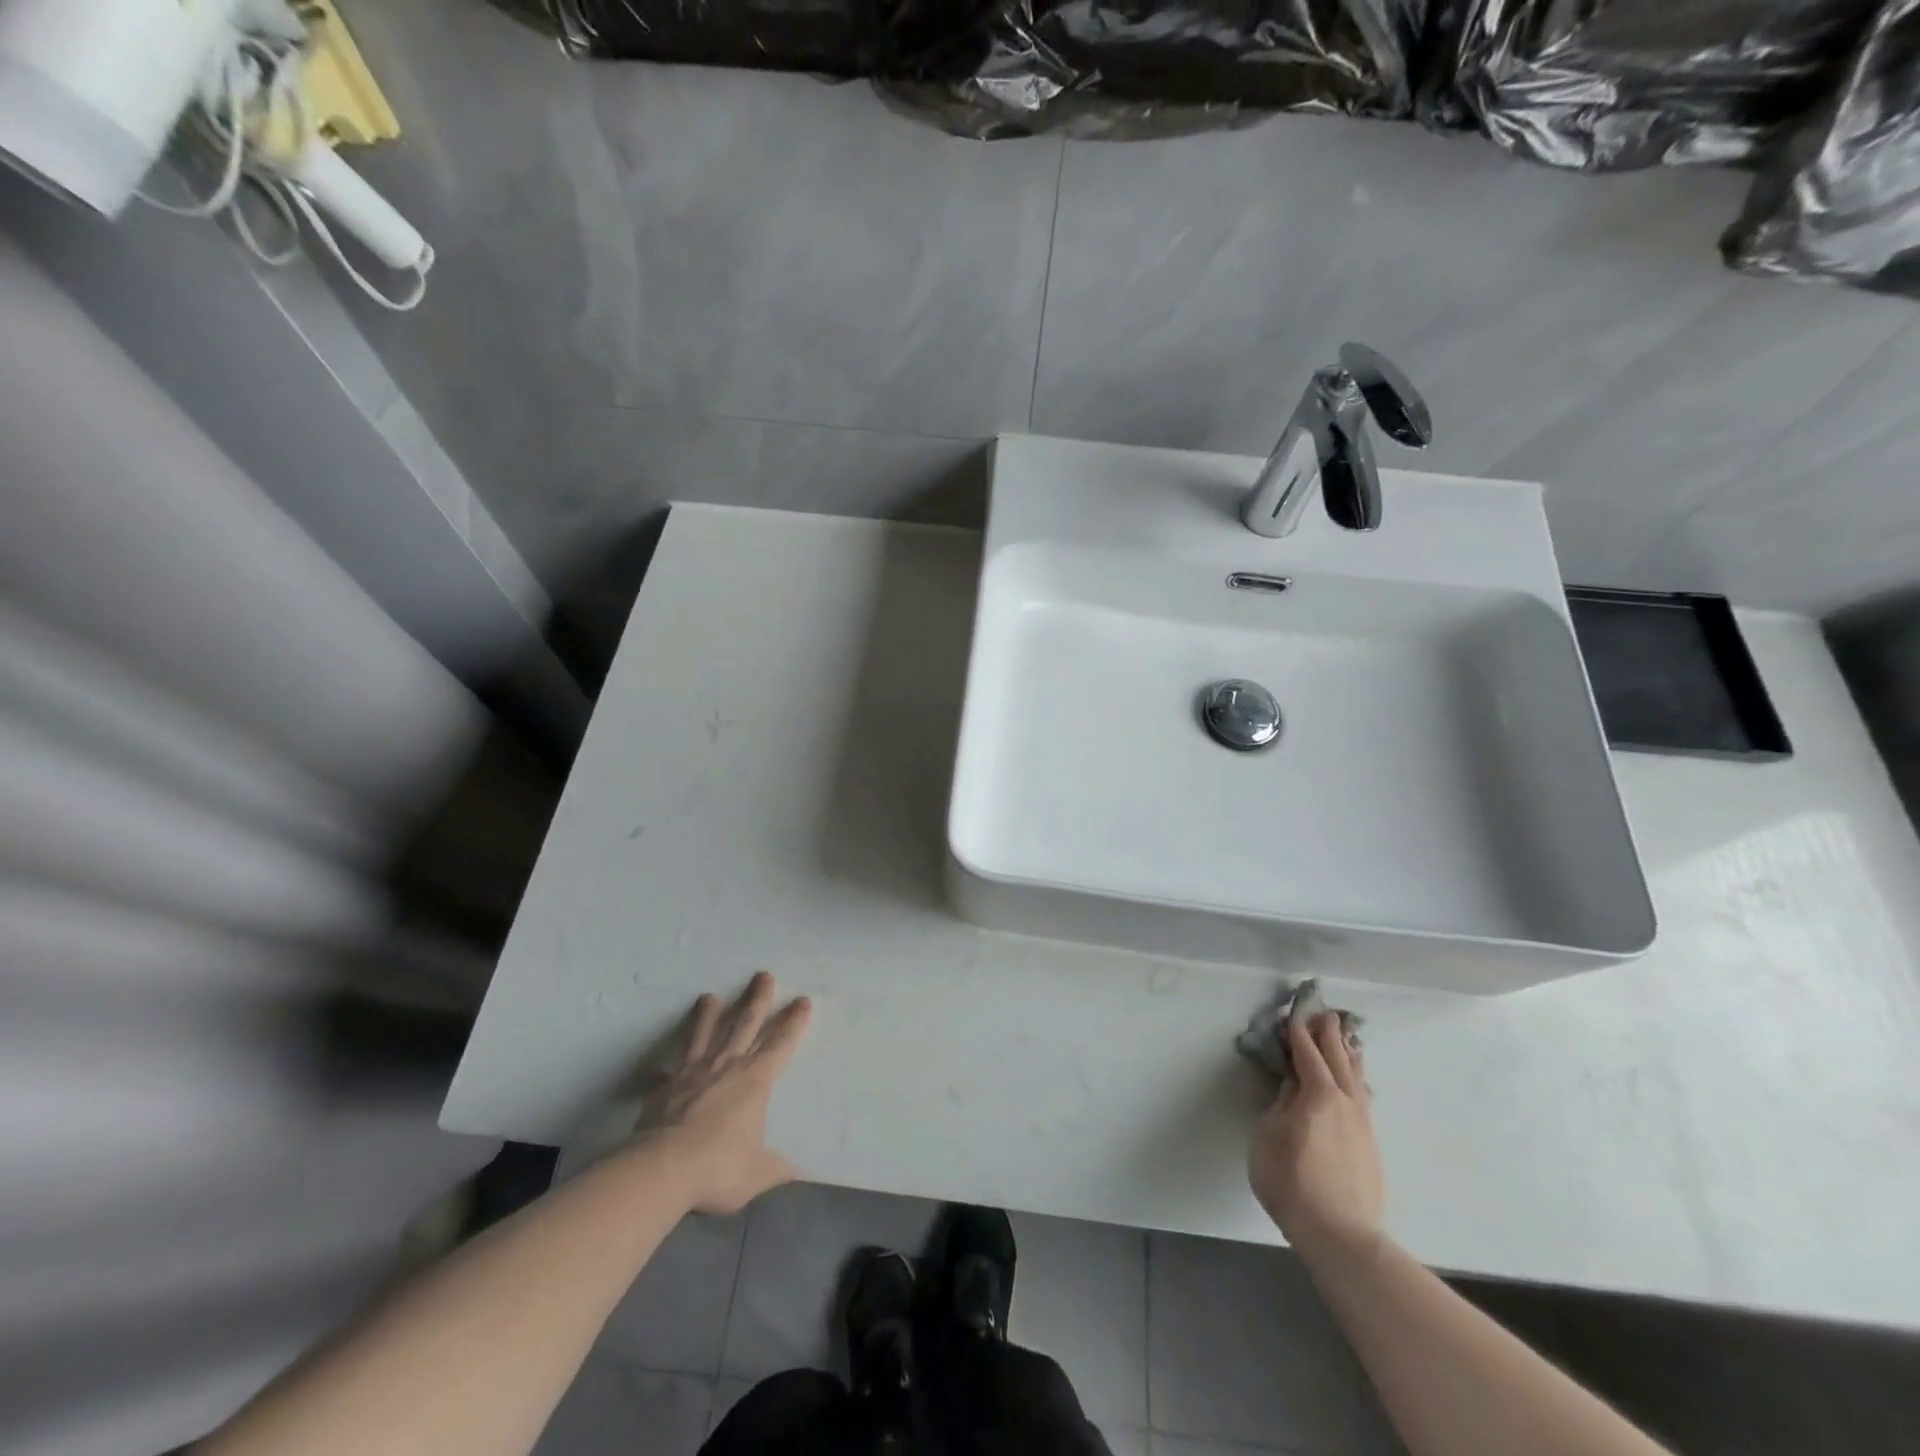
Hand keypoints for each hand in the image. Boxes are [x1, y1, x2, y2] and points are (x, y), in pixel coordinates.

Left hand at [639, 972, 812, 1214]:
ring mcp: (692, 1073)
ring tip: (709, 996)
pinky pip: (667, 1071)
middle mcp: (726, 1067)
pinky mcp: (664, 1087)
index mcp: (755, 1081)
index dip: (793, 1022)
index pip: (780, 1044)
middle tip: (763, 975)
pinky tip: (659, 1065)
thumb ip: (776, 1169)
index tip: (802, 1001)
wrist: (661, 1169)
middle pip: (744, 1024)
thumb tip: (797, 1175)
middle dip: (757, 999)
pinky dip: (666, 1066)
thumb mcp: (757, 1174)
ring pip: (704, 1034)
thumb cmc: (718, 1167)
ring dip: (709, 1015)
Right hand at [1248, 1012, 1384, 1268]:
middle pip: (1338, 1059)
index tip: (1295, 1012)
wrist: (1341, 1235)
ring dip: (1349, 1055)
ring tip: (1349, 1039)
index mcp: (1318, 1094)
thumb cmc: (1292, 1181)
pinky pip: (1364, 1098)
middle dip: (1330, 1035)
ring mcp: (1363, 1124)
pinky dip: (1358, 1080)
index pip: (1307, 1054)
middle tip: (1326, 1013)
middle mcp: (1346, 1101)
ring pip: (1357, 1078)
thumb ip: (1281, 1104)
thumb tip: (1292, 1084)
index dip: (1299, 1032)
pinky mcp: (1371, 1145)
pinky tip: (1359, 1083)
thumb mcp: (1269, 1136)